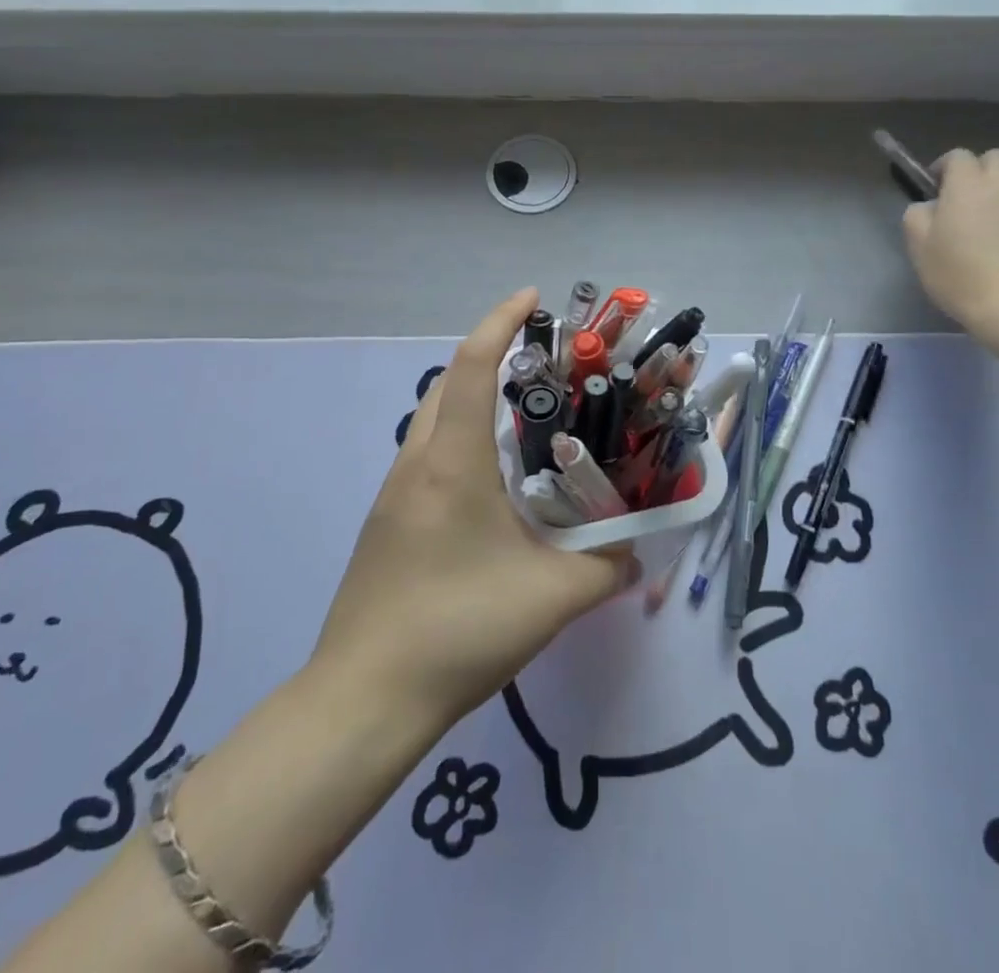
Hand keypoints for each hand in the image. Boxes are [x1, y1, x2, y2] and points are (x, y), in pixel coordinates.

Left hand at [312, 290, 638, 726]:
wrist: (363, 700)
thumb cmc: (458, 629)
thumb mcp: (551, 598)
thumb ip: (606, 568)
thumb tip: (635, 552)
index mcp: (453, 462)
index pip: (473, 366)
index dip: (501, 321)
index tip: (533, 299)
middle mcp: (417, 463)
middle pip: (448, 383)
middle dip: (490, 356)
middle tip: (542, 365)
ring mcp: (394, 492)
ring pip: (433, 419)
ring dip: (472, 399)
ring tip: (524, 418)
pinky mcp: (386, 521)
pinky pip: (426, 455)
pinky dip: (460, 439)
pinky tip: (492, 483)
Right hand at [902, 149, 998, 332]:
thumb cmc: (958, 272)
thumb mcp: (918, 245)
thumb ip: (918, 215)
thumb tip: (929, 207)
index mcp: (968, 185)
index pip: (958, 156)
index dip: (944, 167)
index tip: (934, 189)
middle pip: (996, 158)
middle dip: (979, 169)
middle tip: (963, 197)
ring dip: (997, 194)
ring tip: (983, 225)